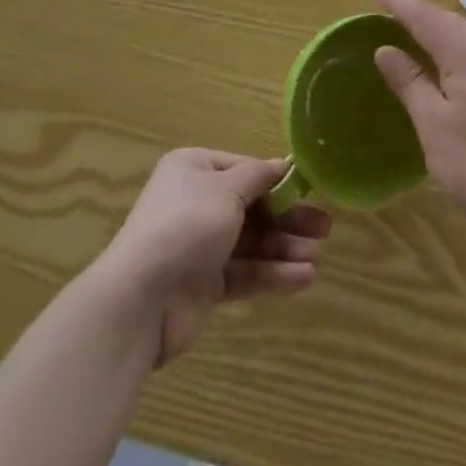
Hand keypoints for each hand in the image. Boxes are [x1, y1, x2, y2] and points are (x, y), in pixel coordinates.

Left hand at [100, 148, 332, 367]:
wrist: (140, 300)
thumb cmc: (186, 225)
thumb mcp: (227, 188)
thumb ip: (259, 177)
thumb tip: (283, 165)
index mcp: (195, 169)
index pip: (244, 169)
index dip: (277, 180)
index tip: (310, 189)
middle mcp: (197, 203)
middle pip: (252, 207)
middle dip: (288, 217)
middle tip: (325, 227)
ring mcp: (200, 246)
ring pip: (252, 242)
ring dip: (285, 248)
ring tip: (318, 256)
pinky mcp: (205, 285)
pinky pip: (245, 273)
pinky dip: (272, 274)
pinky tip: (303, 278)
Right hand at [370, 0, 465, 239]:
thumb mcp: (431, 122)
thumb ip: (409, 81)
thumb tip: (386, 50)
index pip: (425, 17)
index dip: (399, 4)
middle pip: (448, 21)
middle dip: (419, 13)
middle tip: (390, 9)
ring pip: (465, 35)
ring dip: (438, 28)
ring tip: (415, 30)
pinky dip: (454, 46)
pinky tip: (448, 60)